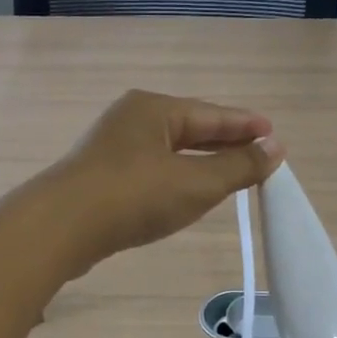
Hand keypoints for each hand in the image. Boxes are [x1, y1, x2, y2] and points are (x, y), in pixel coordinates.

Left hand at [43, 90, 283, 269]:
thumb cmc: (134, 197)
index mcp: (155, 109)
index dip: (246, 126)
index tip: (274, 135)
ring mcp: (112, 148)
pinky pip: (151, 170)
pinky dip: (176, 177)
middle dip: (224, 142)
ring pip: (168, 151)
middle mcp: (132, 120)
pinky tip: (184, 192)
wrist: (61, 227)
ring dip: (200, 161)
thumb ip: (238, 166)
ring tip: (228, 172)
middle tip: (258, 154)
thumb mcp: (196, 183)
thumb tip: (275, 148)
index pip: (212, 114)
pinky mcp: (101, 178)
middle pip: (190, 128)